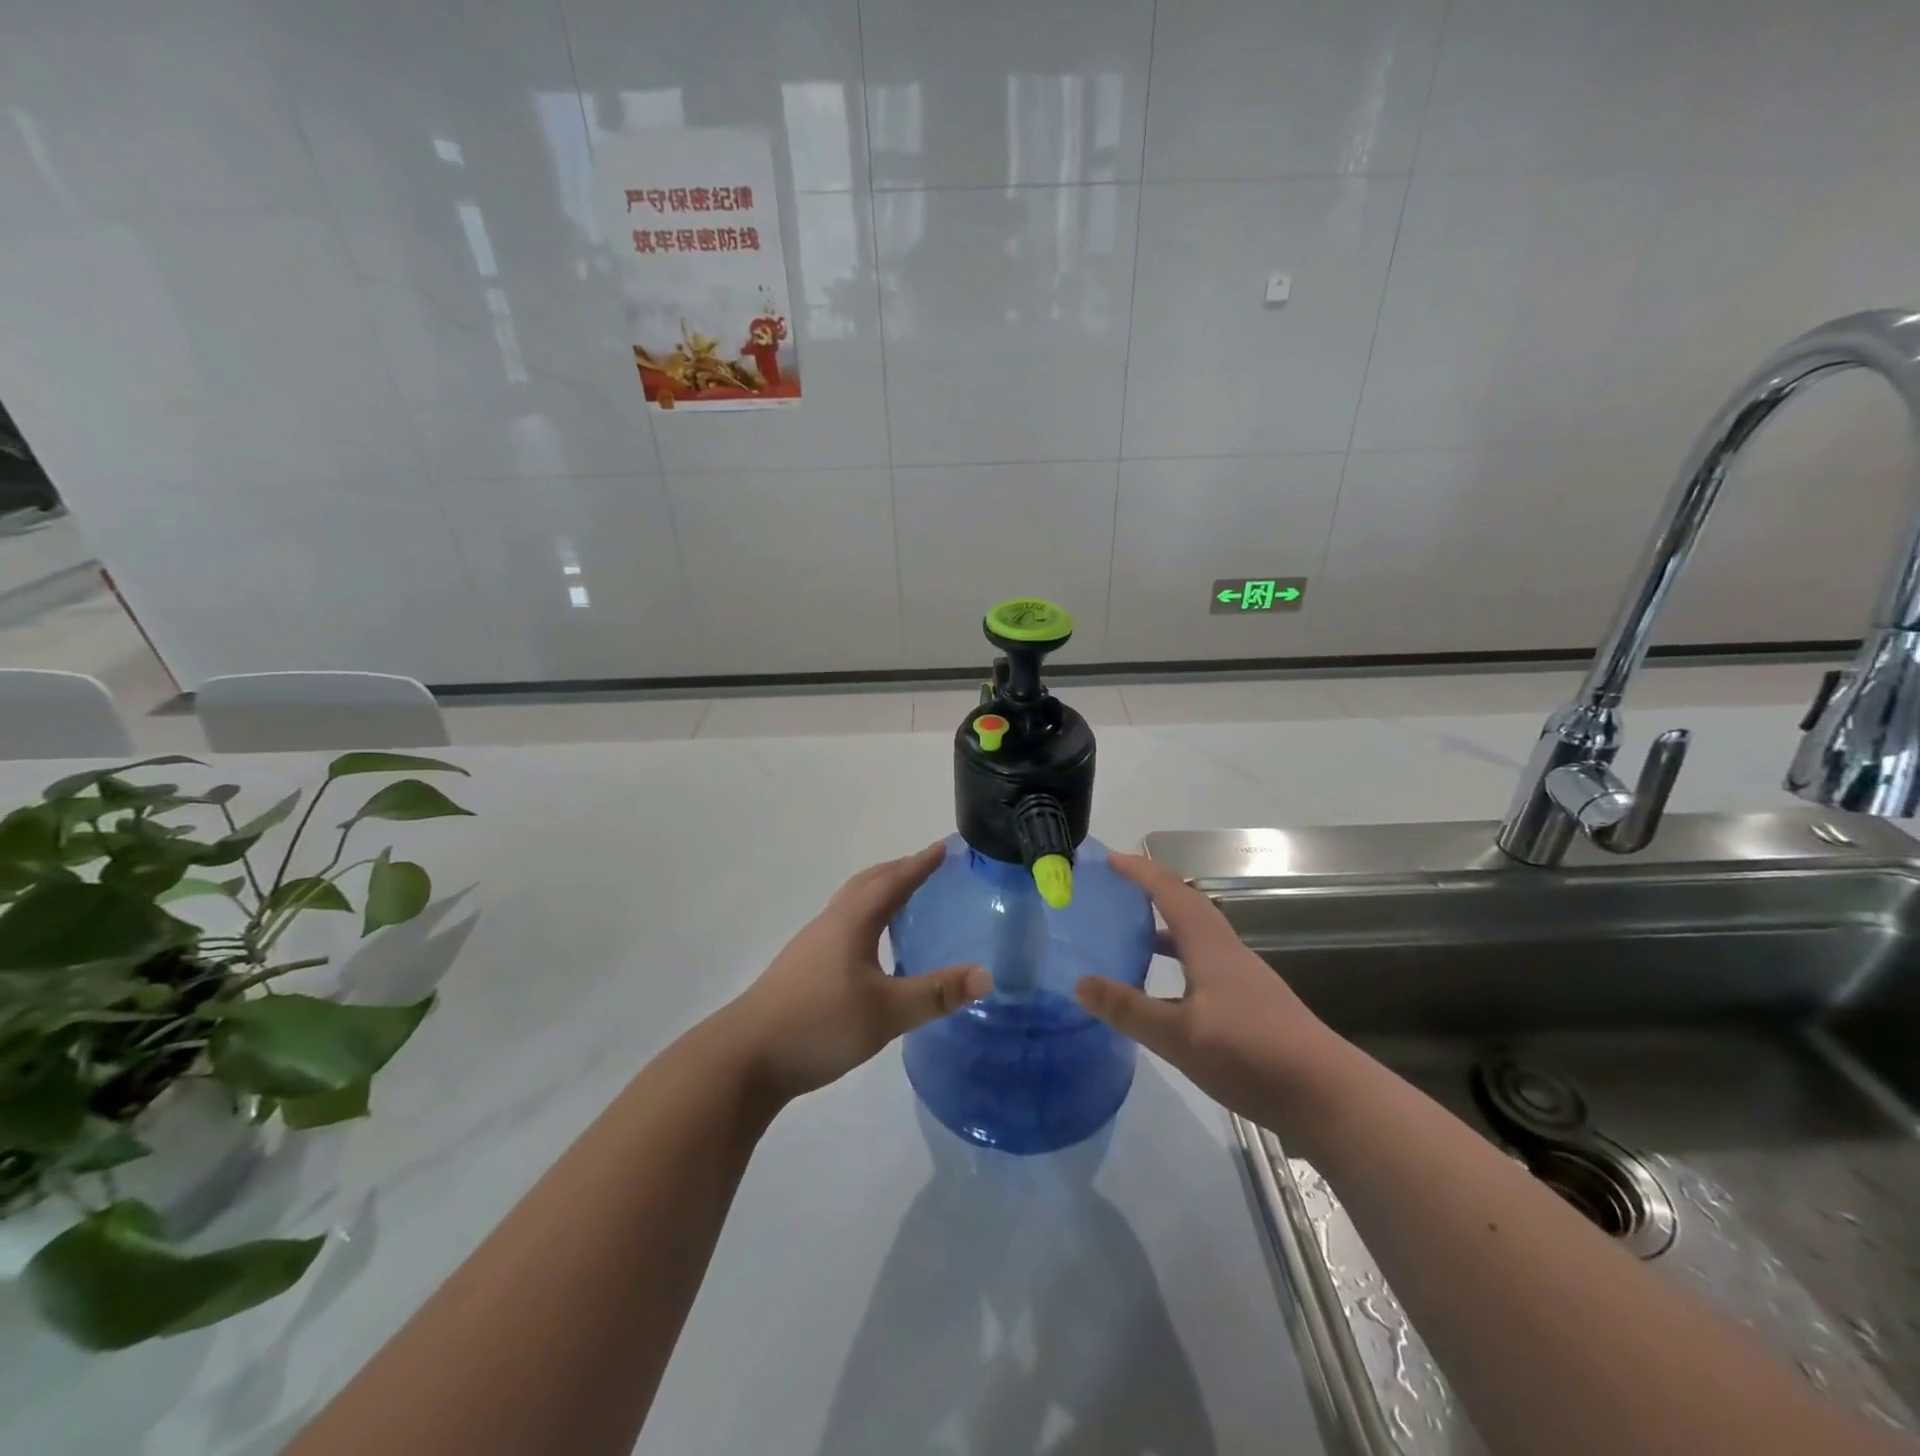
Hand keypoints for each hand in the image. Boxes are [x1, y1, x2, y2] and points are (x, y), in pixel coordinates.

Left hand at [723, 843, 990, 1103]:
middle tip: (927, 867)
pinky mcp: (802, 968)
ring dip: (878, 892)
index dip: (920, 864)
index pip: (894, 882)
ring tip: (903, 900)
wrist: (745, 1057)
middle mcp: (831, 923)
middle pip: (867, 884)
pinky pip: (842, 924)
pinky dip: (865, 916)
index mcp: (852, 922)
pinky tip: (870, 946)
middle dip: (898, 870)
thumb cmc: (819, 1024)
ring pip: (851, 904)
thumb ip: (935, 993)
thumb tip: (985, 974)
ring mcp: (811, 945)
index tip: (943, 847)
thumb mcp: (886, 1012)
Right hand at [1074, 852, 1348, 1134]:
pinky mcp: (1251, 1005)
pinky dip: (1178, 963)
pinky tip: (1164, 994)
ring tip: (1129, 937)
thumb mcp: (1179, 1036)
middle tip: (1113, 893)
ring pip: (1196, 938)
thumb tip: (1079, 982)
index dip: (1140, 872)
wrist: (1327, 1096)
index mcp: (1210, 946)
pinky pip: (1204, 965)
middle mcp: (1227, 952)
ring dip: (1163, 928)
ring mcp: (1243, 979)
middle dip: (1150, 893)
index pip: (1171, 892)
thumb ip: (1129, 1009)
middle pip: (1187, 907)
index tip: (1109, 860)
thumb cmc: (1251, 1055)